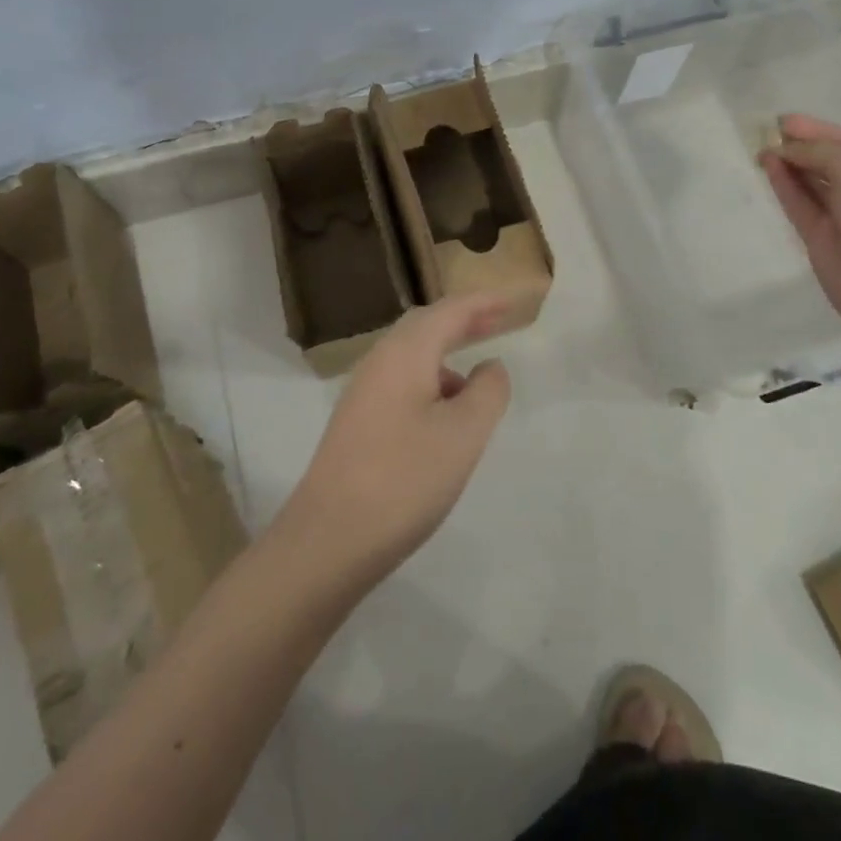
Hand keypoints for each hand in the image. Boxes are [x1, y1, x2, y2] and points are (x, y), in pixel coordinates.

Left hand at [277, 292, 514, 586]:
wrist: (328, 539)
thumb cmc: (404, 479)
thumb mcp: (463, 434)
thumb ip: (486, 392)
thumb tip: (490, 367)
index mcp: (404, 353)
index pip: (449, 311)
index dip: (482, 303)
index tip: (511, 301)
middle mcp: (379, 362)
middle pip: (425, 326)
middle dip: (463, 322)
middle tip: (497, 321)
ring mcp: (363, 392)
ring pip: (411, 356)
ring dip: (446, 355)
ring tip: (477, 379)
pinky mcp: (357, 422)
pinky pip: (401, 382)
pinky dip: (430, 382)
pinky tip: (444, 416)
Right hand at [760, 114, 840, 346]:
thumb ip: (818, 151)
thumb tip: (786, 149)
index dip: (817, 129)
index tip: (783, 121)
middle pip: (828, 162)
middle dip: (801, 147)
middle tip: (765, 133)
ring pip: (811, 184)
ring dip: (788, 165)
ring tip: (760, 149)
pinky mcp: (821, 239)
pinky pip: (799, 206)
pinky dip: (784, 187)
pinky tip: (767, 168)